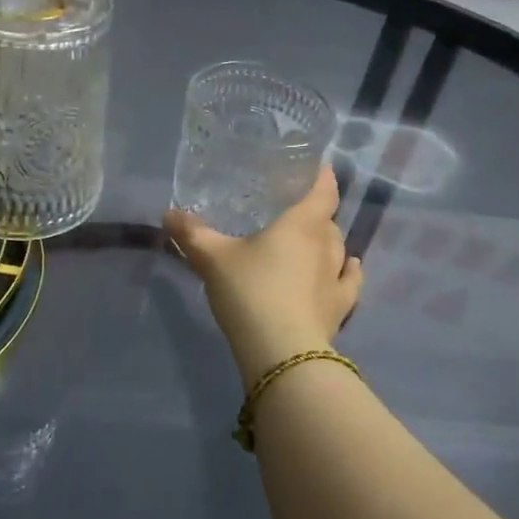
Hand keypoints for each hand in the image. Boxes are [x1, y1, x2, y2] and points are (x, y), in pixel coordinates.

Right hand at [164, 164, 362, 380]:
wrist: (280, 350)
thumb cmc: (249, 290)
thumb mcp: (212, 259)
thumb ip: (192, 234)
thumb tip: (168, 213)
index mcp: (300, 224)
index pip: (322, 191)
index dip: (322, 177)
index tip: (319, 167)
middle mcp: (325, 244)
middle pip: (327, 220)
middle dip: (316, 212)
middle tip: (295, 210)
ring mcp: (337, 277)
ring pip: (339, 248)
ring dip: (328, 240)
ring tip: (313, 239)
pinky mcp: (341, 307)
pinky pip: (350, 280)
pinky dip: (350, 270)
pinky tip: (350, 267)